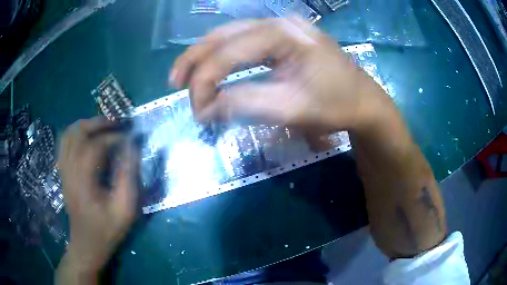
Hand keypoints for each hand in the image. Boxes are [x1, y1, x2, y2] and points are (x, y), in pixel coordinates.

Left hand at [56, 117, 138, 279]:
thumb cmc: (107, 229)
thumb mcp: (125, 209)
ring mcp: (63, 170)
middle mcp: (69, 170)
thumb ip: (129, 176)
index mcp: (84, 181)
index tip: (130, 137)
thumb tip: (132, 146)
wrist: (87, 244)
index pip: (96, 145)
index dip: (114, 137)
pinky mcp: (63, 172)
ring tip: (102, 125)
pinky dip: (75, 133)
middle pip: (77, 133)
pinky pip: (64, 144)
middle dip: (98, 123)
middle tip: (117, 123)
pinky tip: (86, 136)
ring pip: (68, 134)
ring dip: (85, 124)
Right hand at [170, 17, 389, 130]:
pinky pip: (242, 42)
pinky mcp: (280, 39)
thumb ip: (245, 104)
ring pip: (229, 36)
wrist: (363, 101)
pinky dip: (222, 57)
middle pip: (223, 35)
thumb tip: (206, 110)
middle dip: (196, 61)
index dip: (205, 80)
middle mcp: (278, 23)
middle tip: (175, 84)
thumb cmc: (336, 104)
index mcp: (283, 34)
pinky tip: (211, 69)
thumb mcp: (292, 108)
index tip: (197, 110)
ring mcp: (280, 28)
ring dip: (204, 56)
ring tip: (185, 77)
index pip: (229, 52)